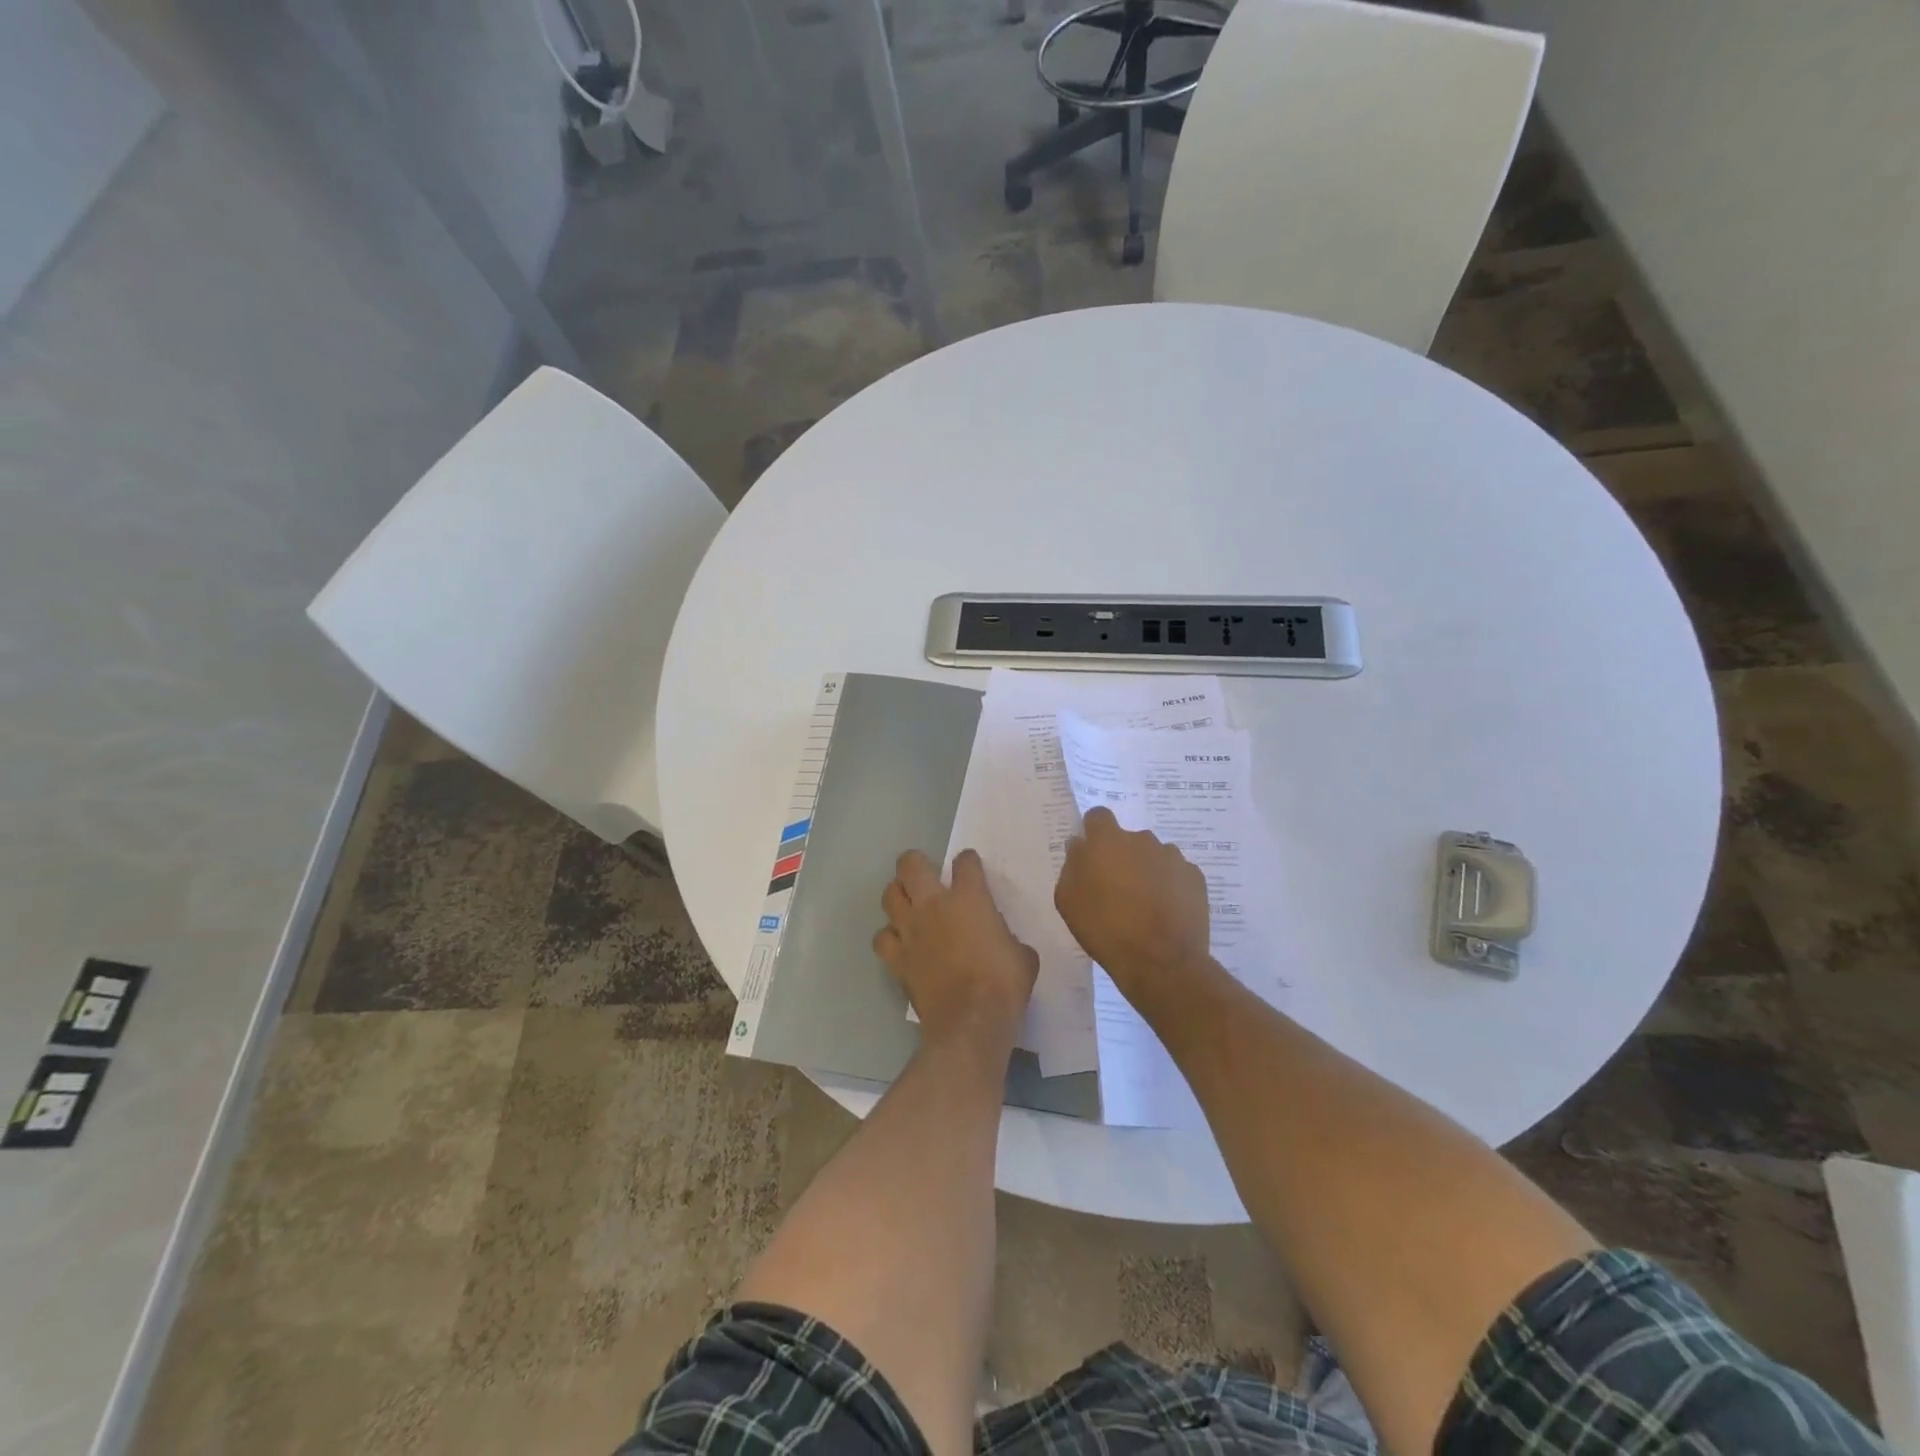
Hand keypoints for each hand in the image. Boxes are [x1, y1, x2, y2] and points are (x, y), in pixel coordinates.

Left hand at [874, 849, 1037, 1050]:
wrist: (970, 1022)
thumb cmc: (1004, 985)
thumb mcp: (1022, 954)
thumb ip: (1006, 936)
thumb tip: (1000, 939)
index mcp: (969, 898)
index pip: (965, 863)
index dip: (968, 862)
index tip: (971, 868)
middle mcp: (933, 905)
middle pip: (910, 865)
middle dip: (915, 863)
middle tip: (926, 875)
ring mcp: (910, 930)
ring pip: (889, 895)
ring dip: (898, 895)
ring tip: (909, 905)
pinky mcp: (896, 958)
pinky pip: (882, 937)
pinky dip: (889, 936)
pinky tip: (900, 942)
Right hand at [1055, 807, 1211, 1010]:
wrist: (1160, 961)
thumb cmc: (1105, 929)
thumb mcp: (1068, 900)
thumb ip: (1072, 865)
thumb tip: (1080, 847)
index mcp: (1107, 841)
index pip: (1098, 816)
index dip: (1094, 832)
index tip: (1091, 854)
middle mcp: (1142, 839)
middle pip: (1128, 839)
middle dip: (1122, 857)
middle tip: (1116, 889)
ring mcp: (1173, 857)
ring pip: (1154, 856)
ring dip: (1147, 871)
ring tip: (1144, 905)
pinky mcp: (1196, 878)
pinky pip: (1176, 874)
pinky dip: (1169, 886)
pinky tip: (1165, 912)